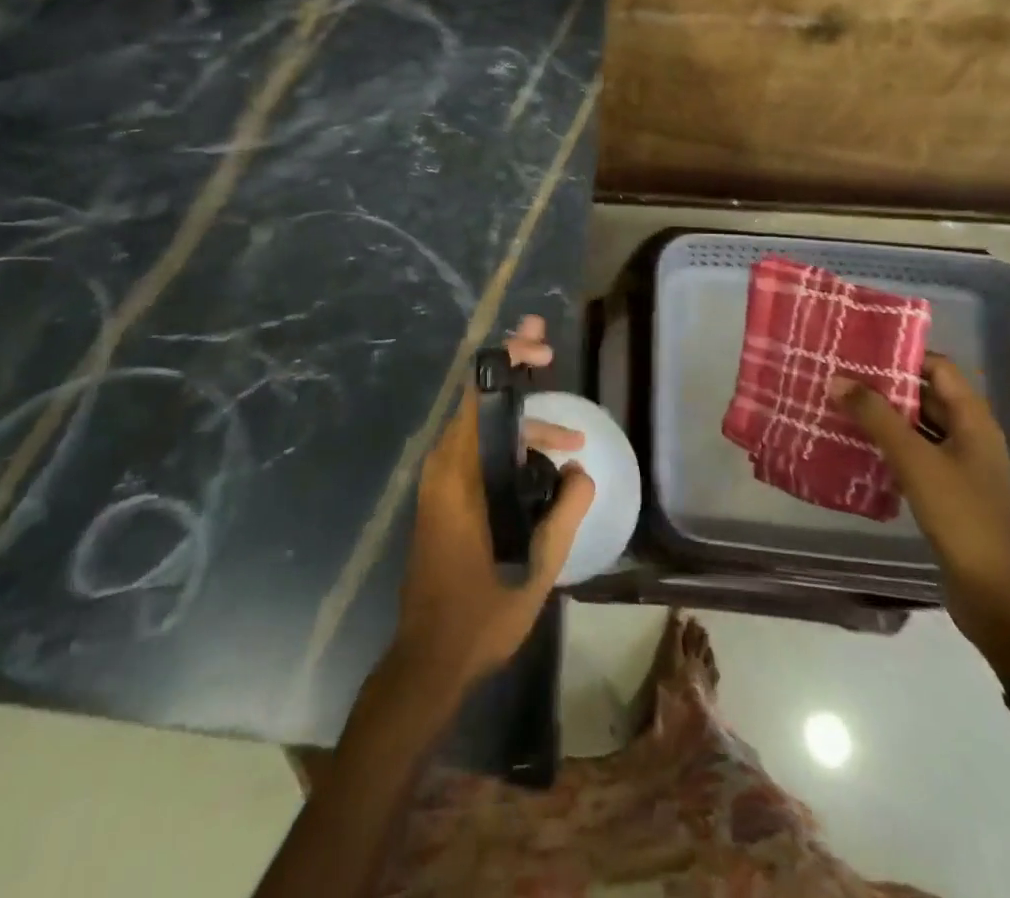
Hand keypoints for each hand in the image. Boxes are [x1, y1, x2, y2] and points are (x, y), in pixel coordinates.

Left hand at [392, 316, 595, 690]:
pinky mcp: (443, 500)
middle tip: (549, 357)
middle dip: (516, 377)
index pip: (478, 394)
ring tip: (570, 444)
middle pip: (479, 402)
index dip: (508, 360)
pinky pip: (477, 454)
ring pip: (481, 431)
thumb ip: (564, 509)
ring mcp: (439, 484)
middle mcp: (442, 467)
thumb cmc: (481, 612)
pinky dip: (509, 447)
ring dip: (522, 425)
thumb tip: (579, 470)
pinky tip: (542, 466)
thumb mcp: (537, 564)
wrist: (430, 660)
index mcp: (458, 473)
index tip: (543, 350)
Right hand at [833, 356, 1009, 673]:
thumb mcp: (916, 461)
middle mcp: (971, 436)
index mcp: (974, 420)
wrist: (998, 597)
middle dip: (885, 384)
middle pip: (927, 395)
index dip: (902, 355)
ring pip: (918, 427)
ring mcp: (960, 466)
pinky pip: (915, 455)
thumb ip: (876, 417)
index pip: (939, 368)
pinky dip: (888, 446)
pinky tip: (855, 447)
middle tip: (839, 374)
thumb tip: (837, 379)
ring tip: (838, 404)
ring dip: (884, 416)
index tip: (858, 348)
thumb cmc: (963, 517)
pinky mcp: (948, 493)